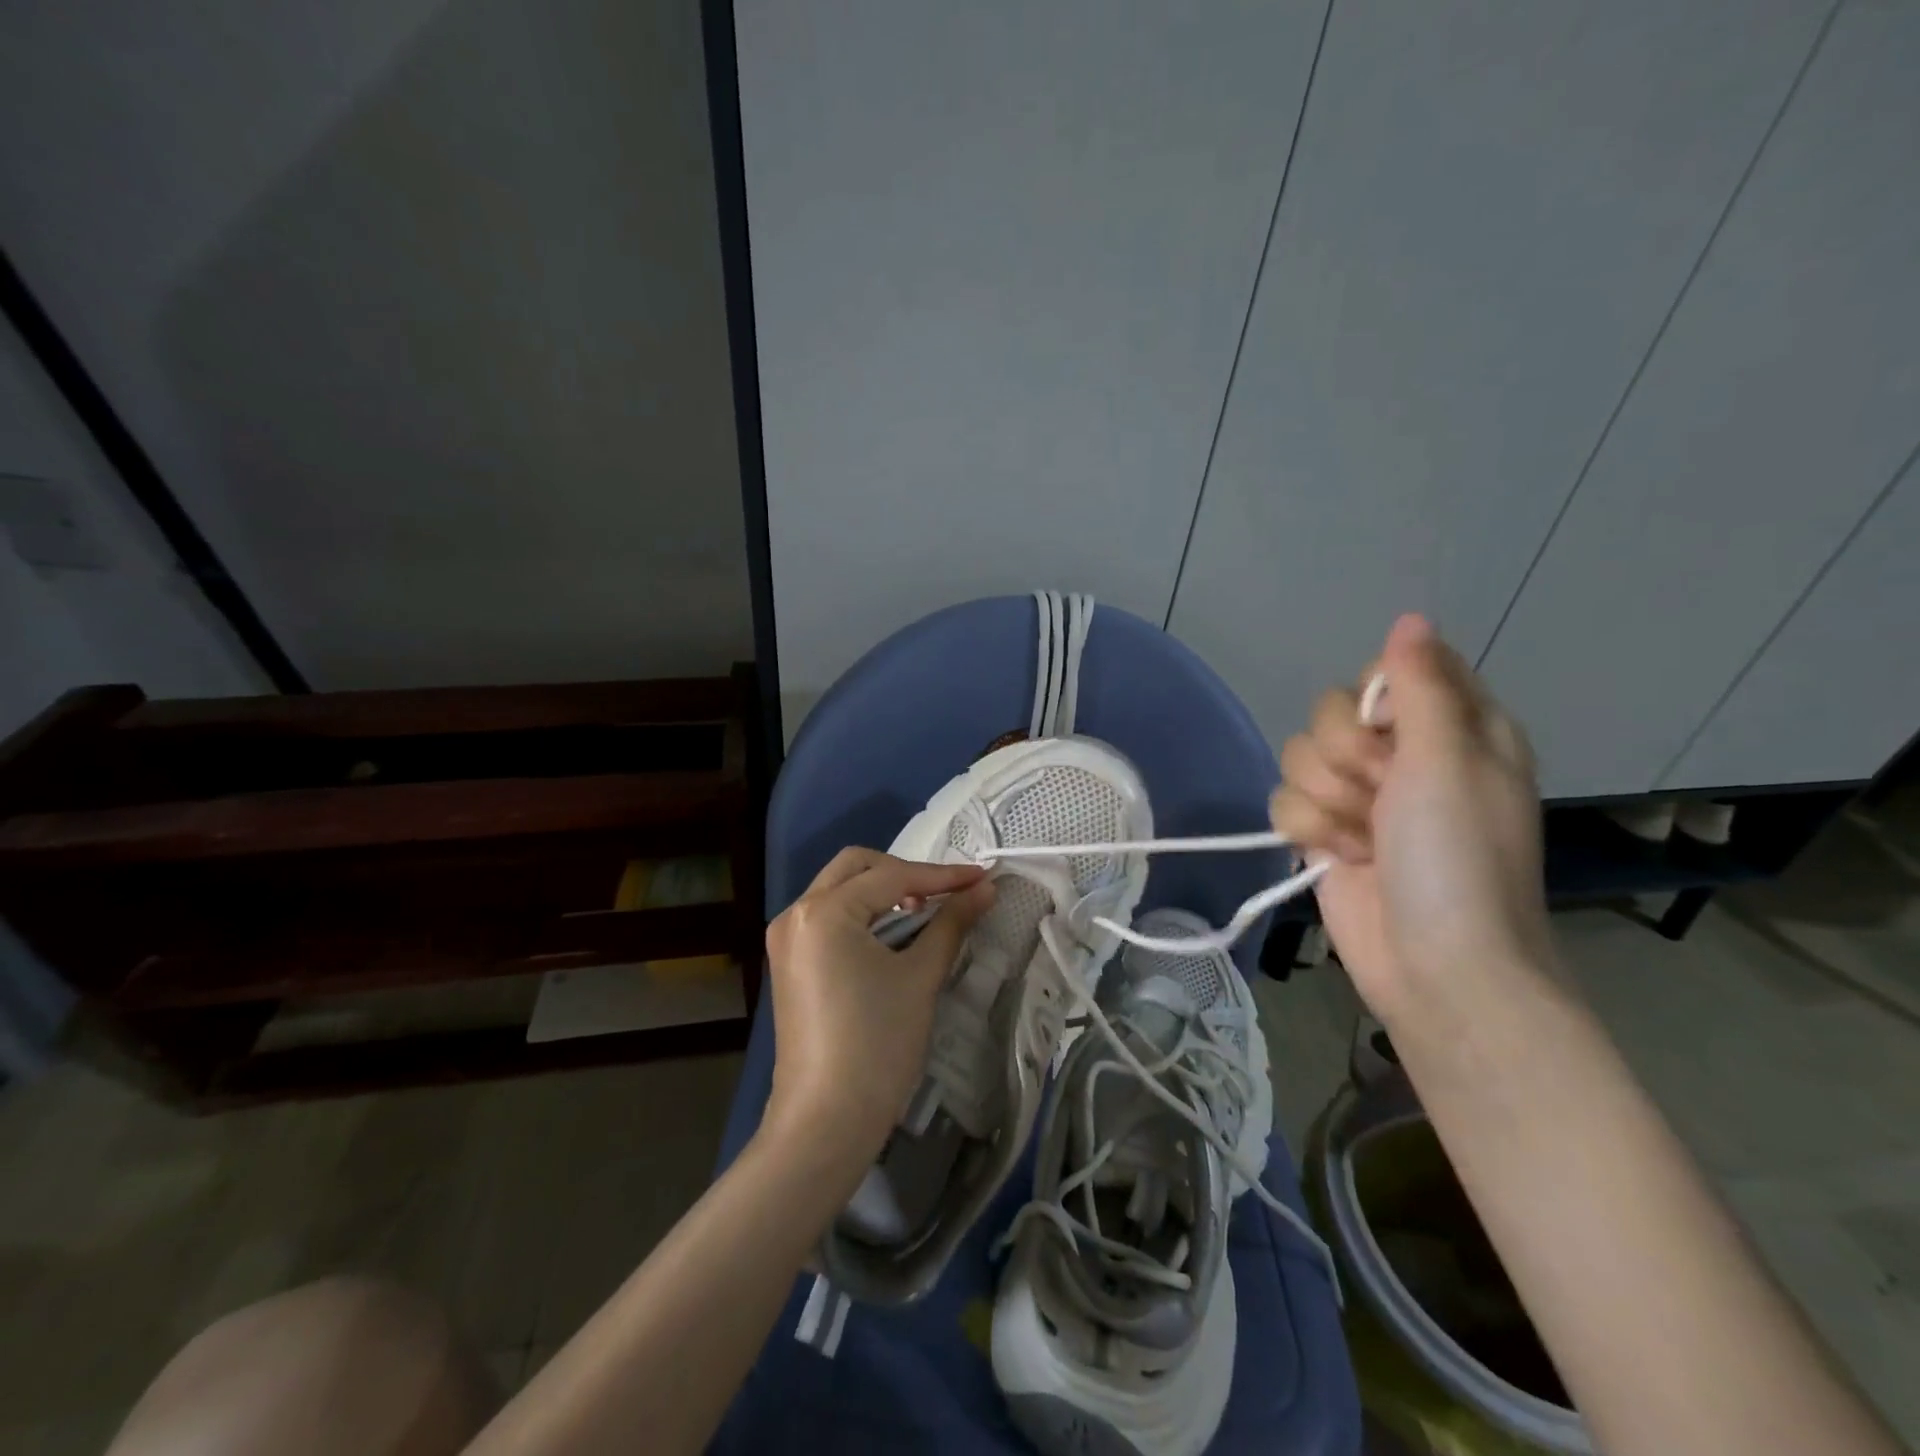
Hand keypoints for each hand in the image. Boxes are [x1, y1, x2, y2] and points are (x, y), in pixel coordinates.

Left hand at [762, 849, 993, 1166]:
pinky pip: (828, 917)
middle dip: (905, 874)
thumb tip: (986, 888)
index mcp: (824, 911)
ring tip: (923, 914)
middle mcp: (796, 913)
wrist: (826, 1121)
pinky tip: (891, 935)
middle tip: (945, 895)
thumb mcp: (920, 977)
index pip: (892, 877)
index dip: (942, 876)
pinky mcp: (788, 962)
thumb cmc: (877, 1044)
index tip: (982, 877)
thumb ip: (952, 923)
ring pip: (839, 889)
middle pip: (856, 867)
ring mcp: (786, 938)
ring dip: (882, 891)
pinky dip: (861, 914)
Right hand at [1269, 614, 1551, 1026]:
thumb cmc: (1458, 858)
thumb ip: (1421, 685)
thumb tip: (1409, 618)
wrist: (1436, 963)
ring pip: (1298, 758)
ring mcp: (1359, 797)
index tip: (1392, 734)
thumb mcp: (1449, 760)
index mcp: (1451, 729)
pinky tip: (1340, 857)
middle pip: (1329, 714)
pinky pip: (1284, 801)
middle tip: (1383, 794)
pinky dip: (1307, 830)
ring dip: (1327, 801)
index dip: (1376, 701)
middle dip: (1346, 758)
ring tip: (1364, 839)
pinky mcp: (1322, 832)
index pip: (1388, 672)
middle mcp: (1402, 757)